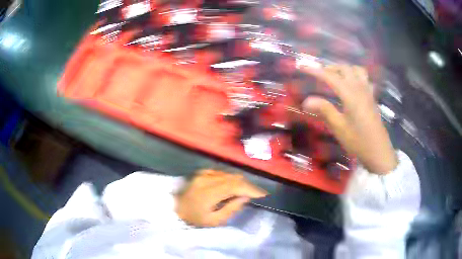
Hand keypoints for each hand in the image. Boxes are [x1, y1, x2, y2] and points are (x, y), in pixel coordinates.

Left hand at [175, 170, 266, 226]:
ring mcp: (204, 174)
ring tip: (246, 192)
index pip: (235, 186)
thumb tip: (245, 197)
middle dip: (248, 186)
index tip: (263, 194)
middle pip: (234, 178)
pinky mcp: (202, 172)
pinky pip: (222, 173)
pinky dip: (231, 179)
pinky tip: (232, 187)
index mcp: (208, 192)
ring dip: (240, 182)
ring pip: (229, 174)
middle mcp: (207, 179)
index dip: (250, 189)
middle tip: (256, 194)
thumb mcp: (214, 220)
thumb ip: (231, 208)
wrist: (175, 208)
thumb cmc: (194, 218)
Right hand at [301, 65, 396, 173]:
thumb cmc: (358, 141)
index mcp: (350, 94)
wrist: (379, 152)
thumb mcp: (339, 127)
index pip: (330, 77)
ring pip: (356, 70)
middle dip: (330, 67)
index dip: (315, 71)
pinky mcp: (372, 97)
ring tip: (336, 76)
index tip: (302, 67)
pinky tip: (352, 84)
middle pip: (344, 68)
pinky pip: (365, 78)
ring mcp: (368, 92)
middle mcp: (360, 88)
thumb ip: (324, 110)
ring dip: (345, 69)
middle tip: (319, 75)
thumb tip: (306, 100)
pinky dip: (356, 75)